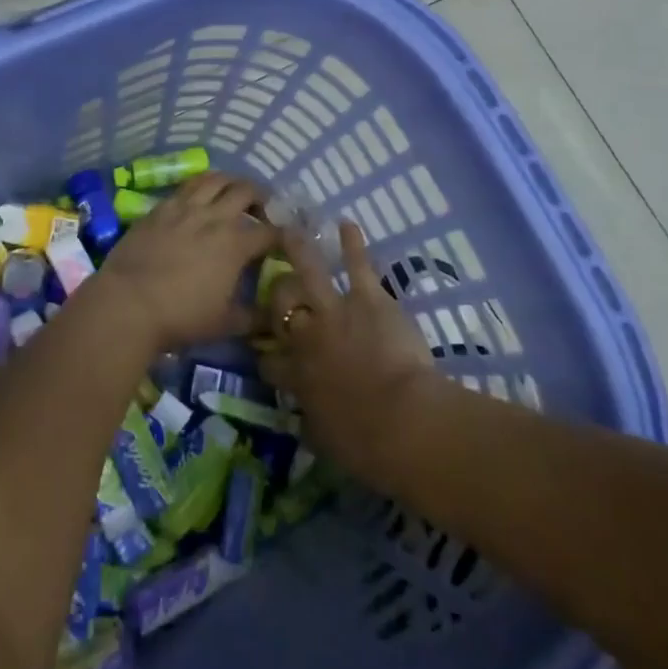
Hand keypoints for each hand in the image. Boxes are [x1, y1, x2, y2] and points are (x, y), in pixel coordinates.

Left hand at [92, 173, 277, 352]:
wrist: (128, 303)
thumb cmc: (180, 316)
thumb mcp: (224, 324)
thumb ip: (252, 318)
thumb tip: (271, 318)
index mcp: (236, 244)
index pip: (270, 232)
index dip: (283, 235)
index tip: (286, 240)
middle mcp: (214, 217)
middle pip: (246, 191)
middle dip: (261, 197)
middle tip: (261, 210)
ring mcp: (185, 208)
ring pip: (215, 179)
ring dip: (230, 182)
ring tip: (232, 193)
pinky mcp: (159, 208)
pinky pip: (186, 187)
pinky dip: (200, 187)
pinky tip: (199, 199)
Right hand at [258, 222, 441, 481]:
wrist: (400, 423)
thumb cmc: (364, 444)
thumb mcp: (324, 441)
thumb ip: (311, 422)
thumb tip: (306, 419)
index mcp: (296, 376)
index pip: (269, 361)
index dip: (266, 356)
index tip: (267, 355)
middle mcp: (306, 337)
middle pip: (280, 306)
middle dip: (277, 296)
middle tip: (278, 288)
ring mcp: (334, 312)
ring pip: (308, 272)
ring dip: (299, 248)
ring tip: (290, 229)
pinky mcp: (367, 299)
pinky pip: (357, 265)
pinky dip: (352, 243)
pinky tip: (348, 224)